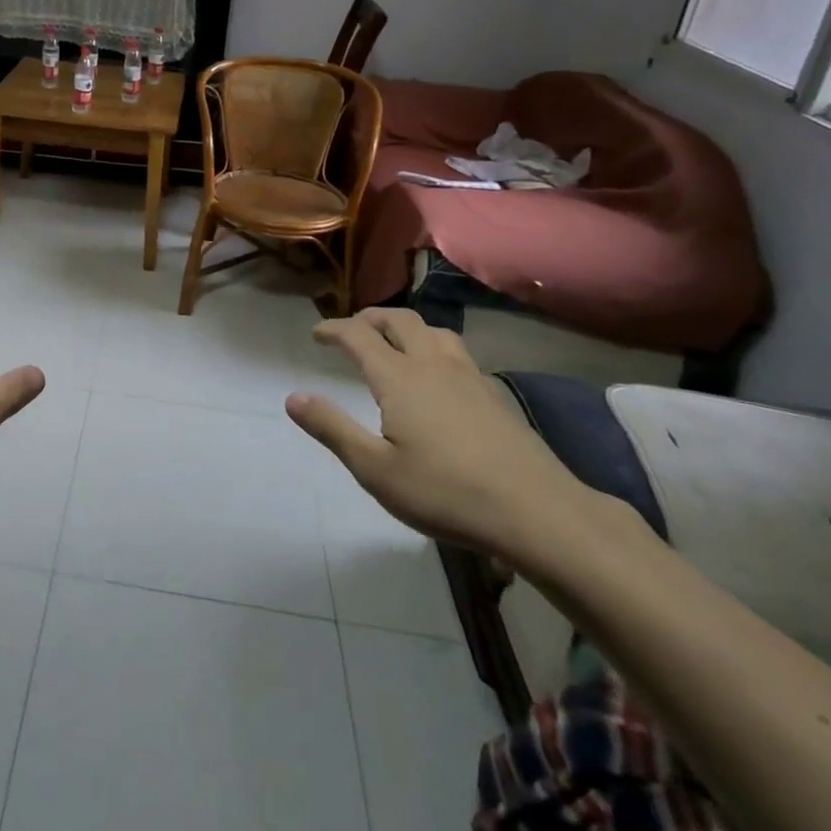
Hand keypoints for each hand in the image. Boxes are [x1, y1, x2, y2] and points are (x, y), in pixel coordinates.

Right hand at [286, 308, 592, 558]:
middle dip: (370, 318)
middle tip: (352, 331)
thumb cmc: (446, 492)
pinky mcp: (493, 393)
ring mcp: (468, 376)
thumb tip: (292, 398)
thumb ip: (332, 429)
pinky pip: (455, 350)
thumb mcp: (376, 470)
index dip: (333, 329)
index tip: (317, 333)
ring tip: (393, 342)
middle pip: (398, 321)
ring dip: (405, 327)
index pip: (358, 335)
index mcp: (399, 377)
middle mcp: (432, 364)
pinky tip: (437, 375)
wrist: (537, 512)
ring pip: (433, 330)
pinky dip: (432, 346)